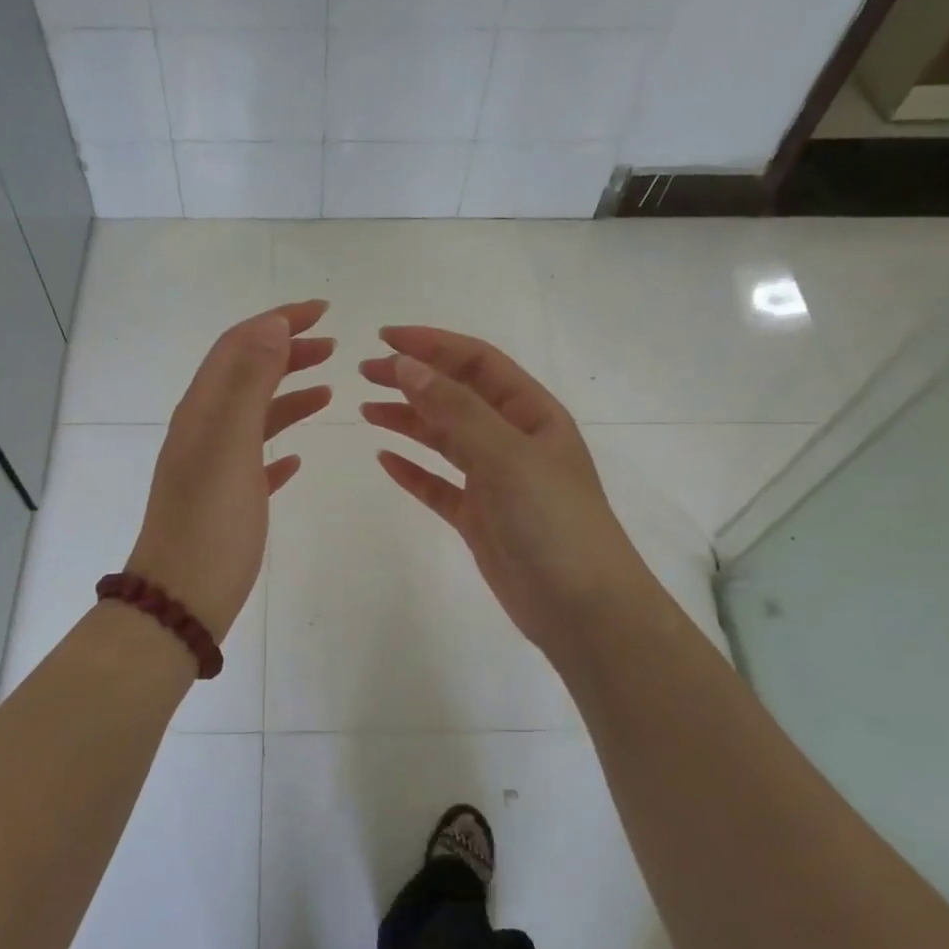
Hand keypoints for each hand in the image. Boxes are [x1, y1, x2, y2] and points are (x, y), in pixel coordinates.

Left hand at [128, 301, 332, 640]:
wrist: (182, 598)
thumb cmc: (211, 521)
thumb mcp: (230, 443)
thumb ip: (248, 381)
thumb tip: (271, 325)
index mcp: (203, 410)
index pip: (239, 345)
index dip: (278, 320)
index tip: (323, 311)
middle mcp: (204, 430)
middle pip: (246, 374)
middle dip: (286, 351)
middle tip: (332, 345)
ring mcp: (214, 466)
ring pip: (255, 415)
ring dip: (288, 394)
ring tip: (328, 388)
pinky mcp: (228, 500)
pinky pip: (256, 459)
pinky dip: (279, 444)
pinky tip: (299, 457)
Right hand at [360, 326, 652, 666]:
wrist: (583, 609)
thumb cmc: (552, 522)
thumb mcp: (506, 455)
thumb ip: (455, 410)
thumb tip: (407, 366)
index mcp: (532, 414)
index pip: (477, 362)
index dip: (433, 345)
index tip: (385, 339)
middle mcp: (513, 440)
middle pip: (456, 396)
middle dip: (413, 379)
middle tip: (365, 372)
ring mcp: (496, 481)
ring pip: (444, 438)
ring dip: (408, 420)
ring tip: (366, 409)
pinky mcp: (479, 518)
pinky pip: (438, 485)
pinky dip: (413, 471)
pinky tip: (384, 459)